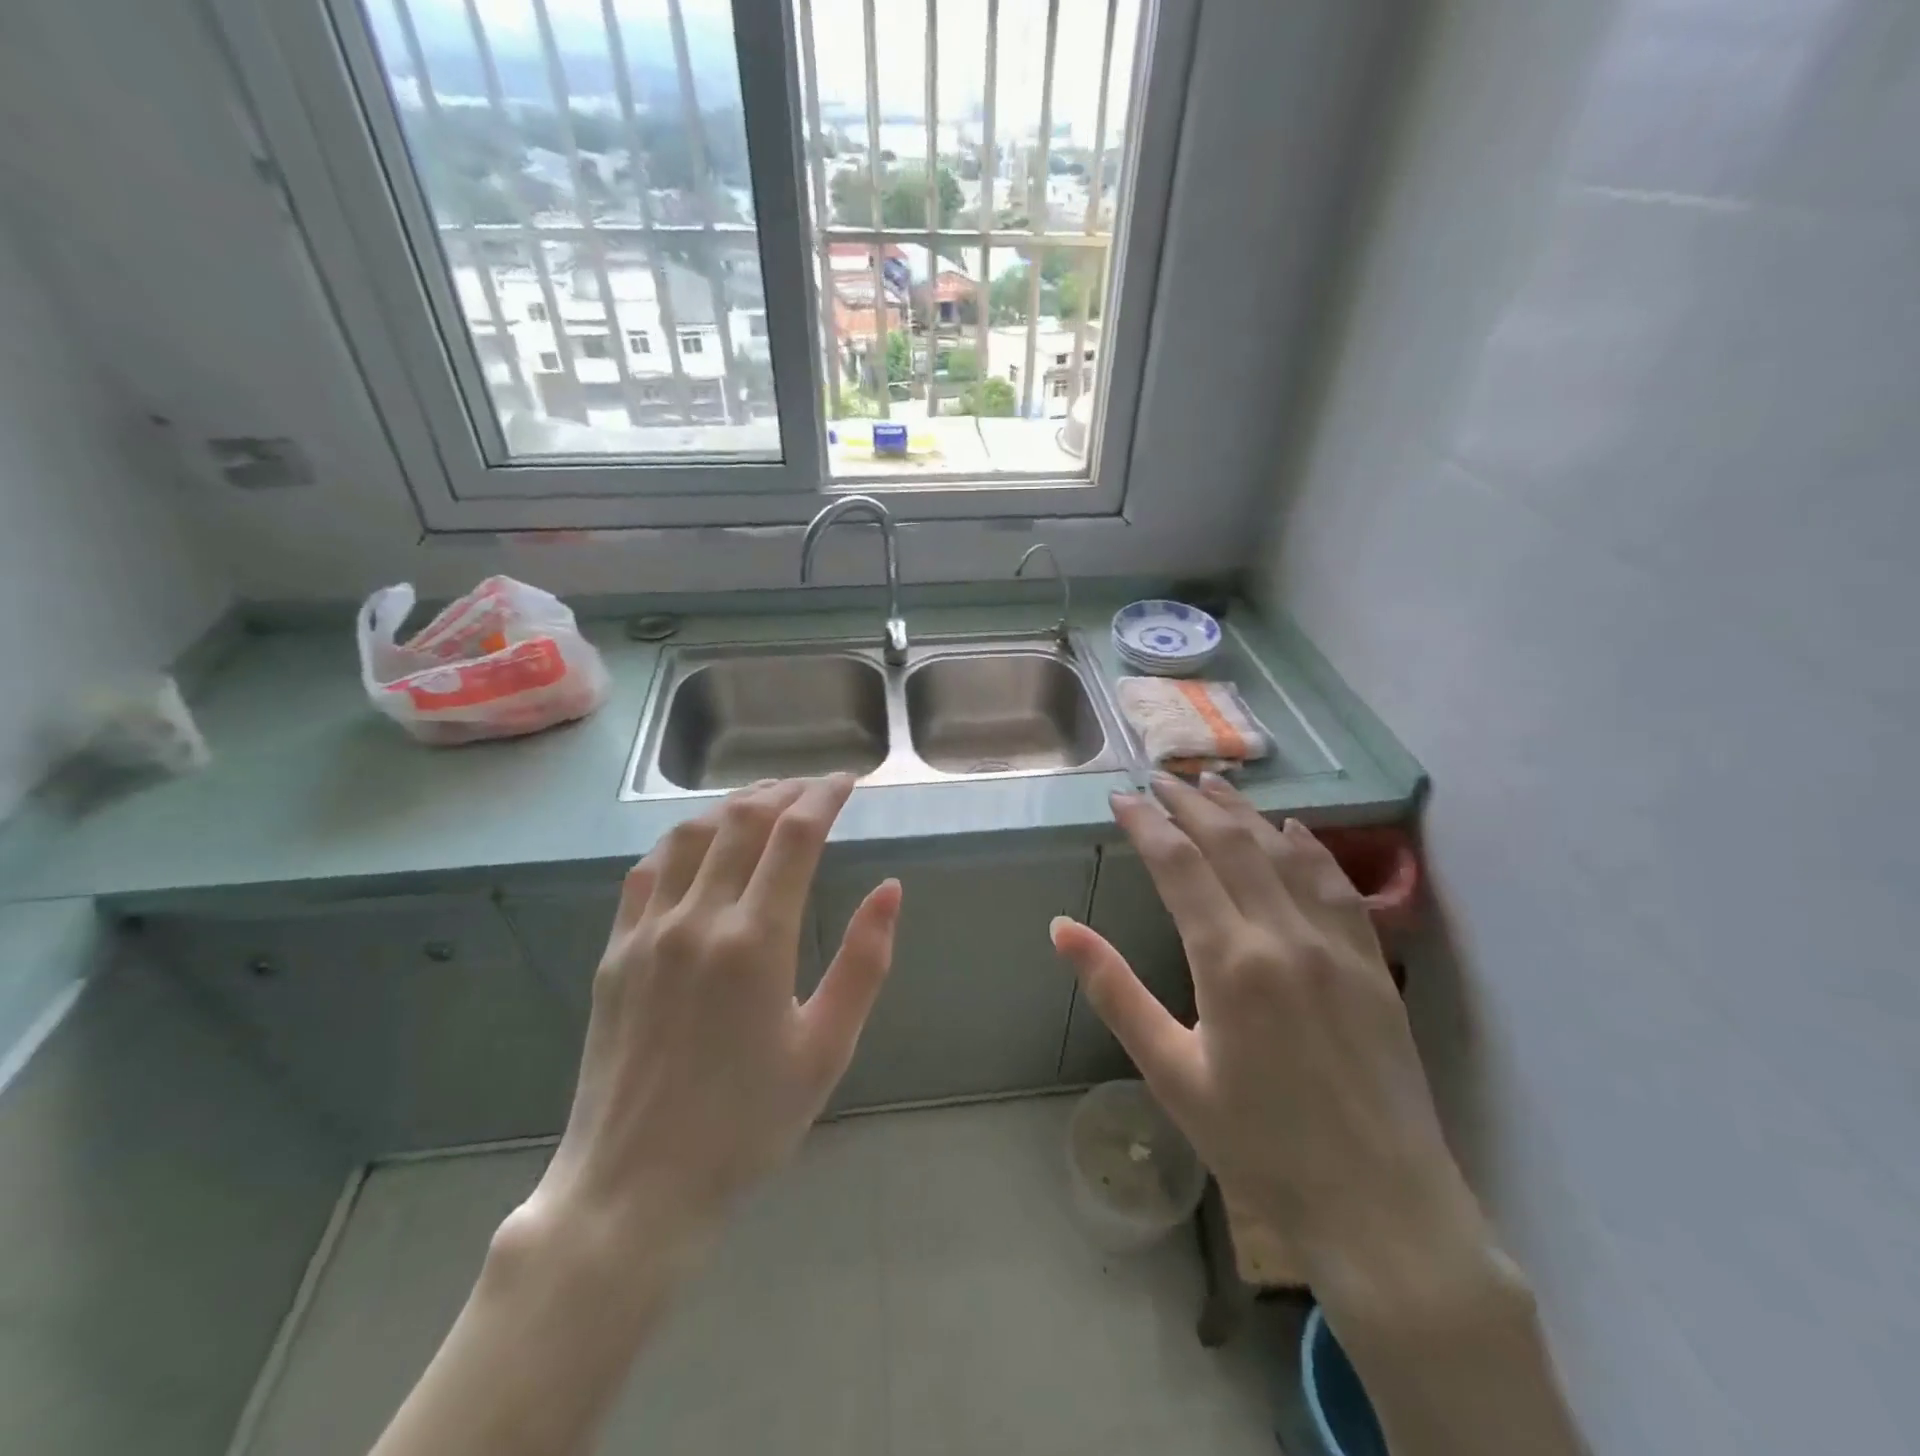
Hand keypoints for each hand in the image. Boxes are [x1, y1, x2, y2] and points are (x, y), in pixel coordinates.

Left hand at [521, 774, 901, 1263]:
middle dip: (785, 791)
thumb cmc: (747, 1124)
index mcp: (755, 942)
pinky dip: (682, 839)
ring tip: (764, 800)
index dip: (824, 797)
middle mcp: (697, 919)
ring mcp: (647, 932)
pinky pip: (648, 870)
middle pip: (743, 821)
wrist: (634, 1188)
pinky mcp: (615, 951)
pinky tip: (699, 842)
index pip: (794, 836)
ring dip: (733, 805)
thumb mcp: (826, 1049)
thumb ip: (864, 962)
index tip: (848, 782)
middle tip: (815, 786)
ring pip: (691, 834)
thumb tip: (890, 890)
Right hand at [1050, 773, 1491, 1321]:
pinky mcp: (1372, 964)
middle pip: (1232, 844)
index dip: (1147, 823)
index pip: (1180, 865)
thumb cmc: (1257, 1145)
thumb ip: (1114, 991)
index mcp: (1230, 962)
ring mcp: (1337, 946)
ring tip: (1213, 783)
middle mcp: (1286, 937)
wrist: (1379, 1208)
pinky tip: (1292, 829)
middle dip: (1190, 803)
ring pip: (1285, 852)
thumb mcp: (1170, 1071)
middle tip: (1159, 778)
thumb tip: (1061, 928)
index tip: (1121, 798)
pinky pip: (1337, 885)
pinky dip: (1309, 848)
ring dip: (1245, 812)